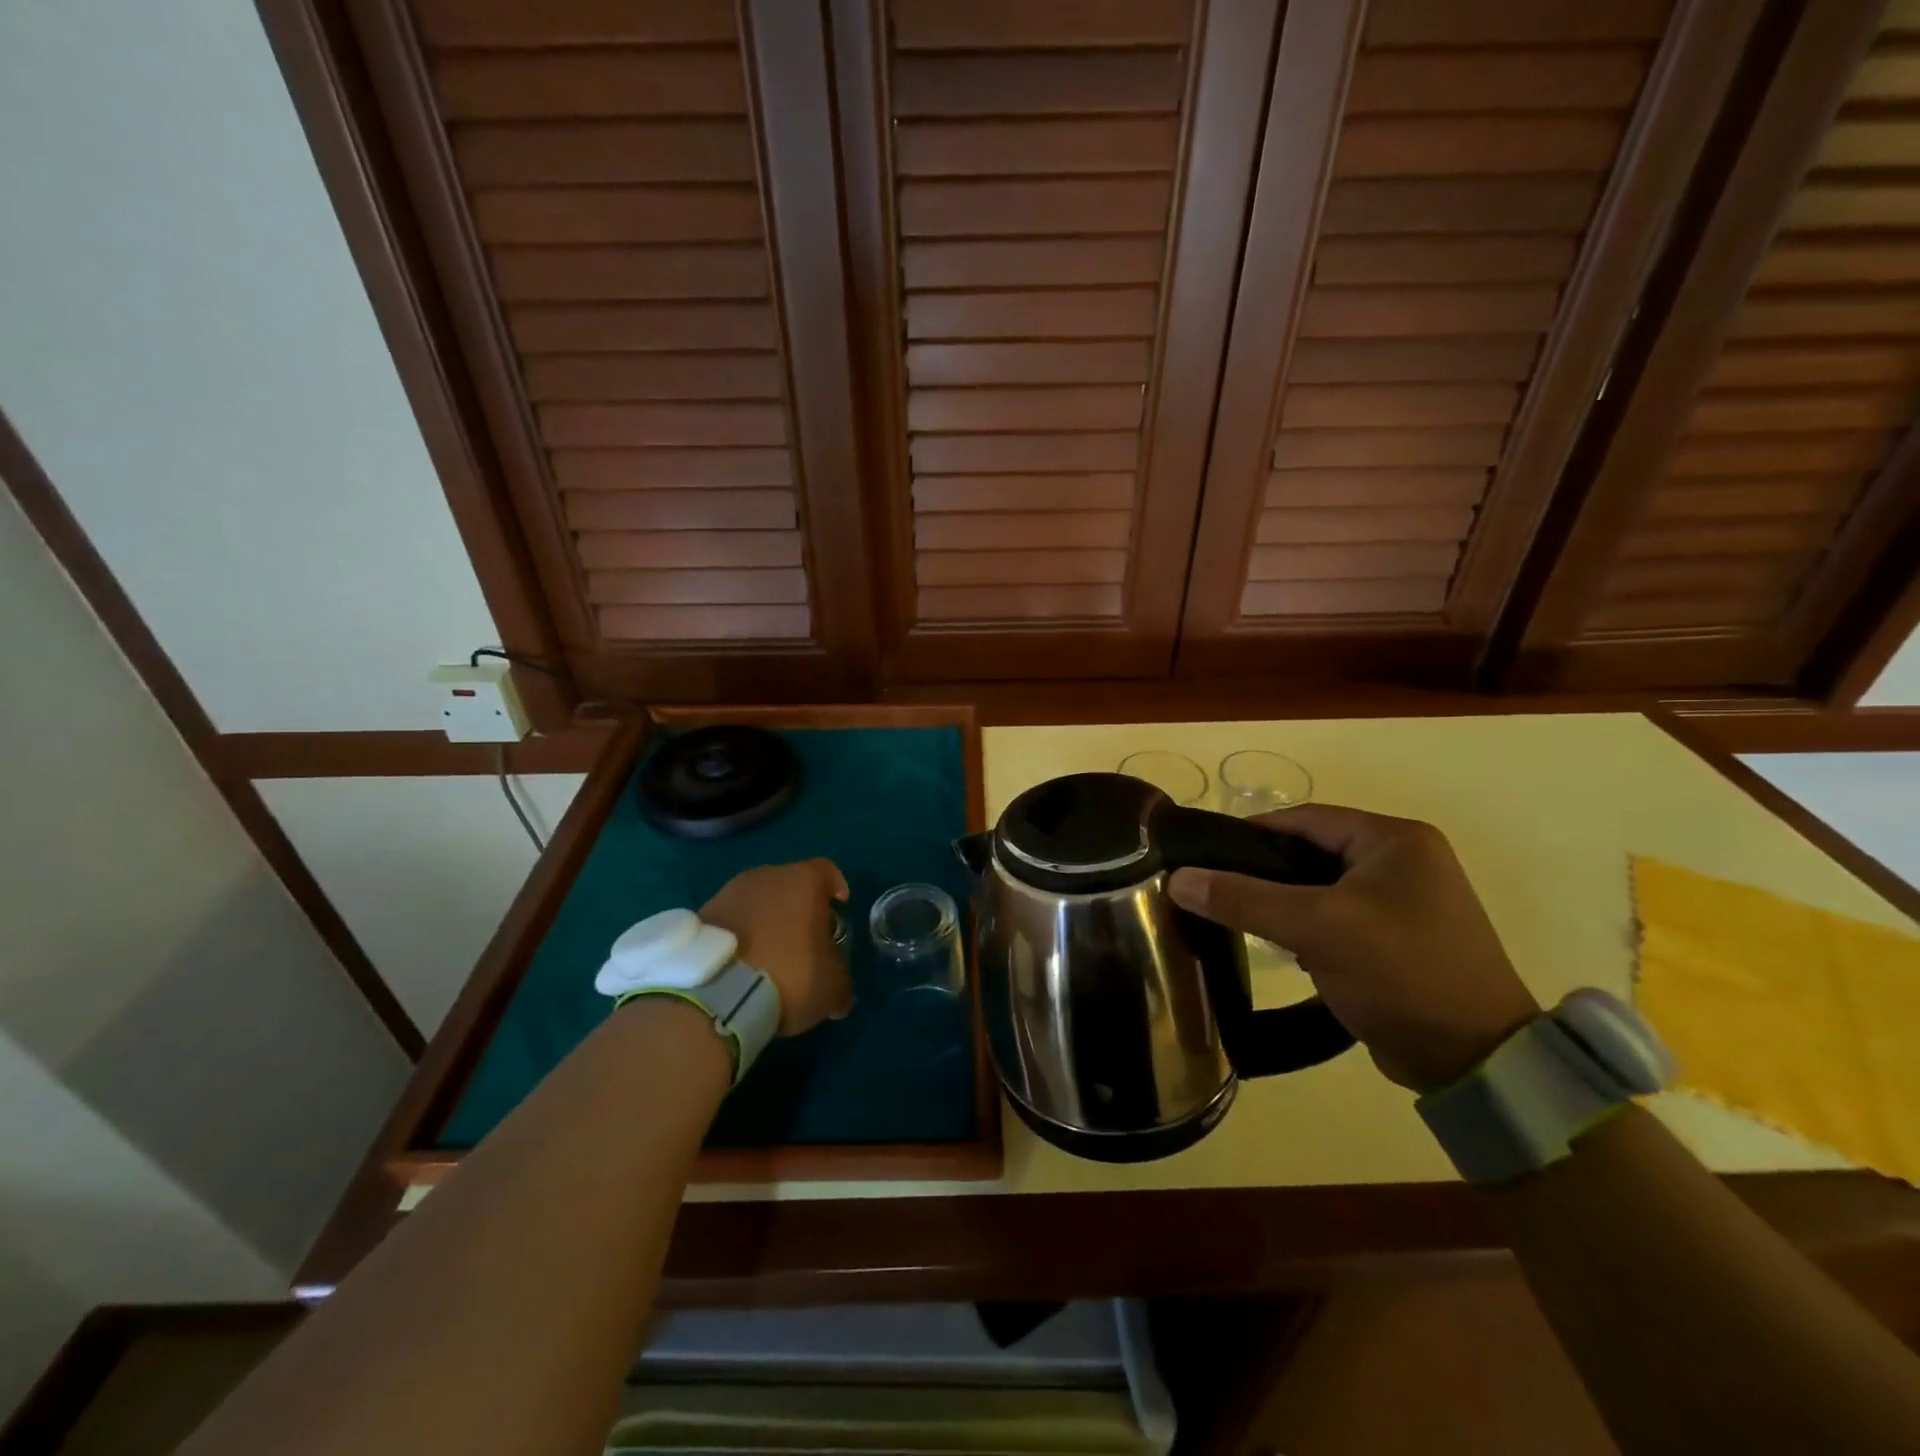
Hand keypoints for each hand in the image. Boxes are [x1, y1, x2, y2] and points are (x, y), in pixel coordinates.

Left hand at [700, 860, 852, 1035]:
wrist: (718, 993)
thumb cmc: (790, 975)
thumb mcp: (833, 986)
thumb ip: (840, 976)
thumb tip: (838, 990)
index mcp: (803, 880)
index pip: (827, 871)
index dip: (836, 888)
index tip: (839, 909)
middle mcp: (766, 875)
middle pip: (789, 884)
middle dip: (798, 908)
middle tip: (804, 940)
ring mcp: (728, 893)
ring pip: (757, 901)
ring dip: (765, 921)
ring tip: (769, 956)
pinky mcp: (701, 915)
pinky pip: (731, 921)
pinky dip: (739, 937)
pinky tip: (742, 966)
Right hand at [1168, 805, 1539, 1092]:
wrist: (1476, 1062)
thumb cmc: (1400, 972)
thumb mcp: (1317, 927)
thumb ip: (1244, 898)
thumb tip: (1177, 879)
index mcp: (1394, 840)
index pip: (1303, 819)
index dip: (1250, 834)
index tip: (1203, 855)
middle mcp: (1403, 861)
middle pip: (1310, 853)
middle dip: (1263, 873)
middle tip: (1215, 891)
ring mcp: (1404, 903)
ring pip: (1320, 889)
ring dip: (1283, 904)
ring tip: (1239, 921)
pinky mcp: (1399, 940)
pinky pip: (1337, 918)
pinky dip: (1306, 928)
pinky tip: (1281, 949)